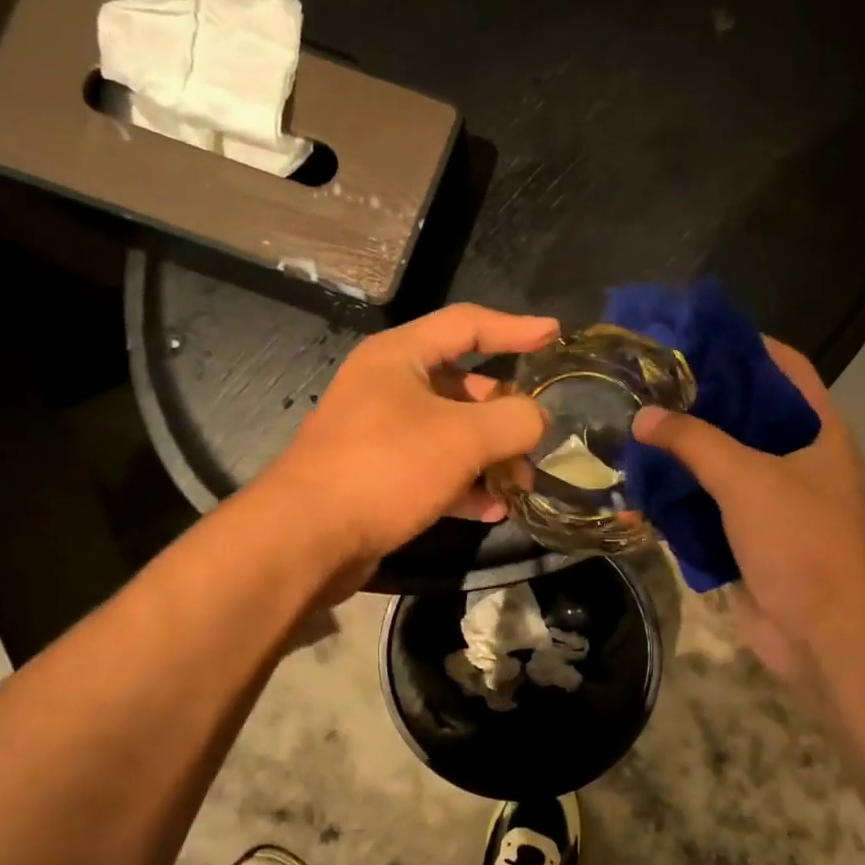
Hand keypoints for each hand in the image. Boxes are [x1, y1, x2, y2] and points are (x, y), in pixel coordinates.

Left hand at [262, 304, 556, 570]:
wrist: (307, 539)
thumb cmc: (386, 467)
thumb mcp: (462, 437)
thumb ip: (514, 420)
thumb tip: (539, 419)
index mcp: (399, 357)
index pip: (467, 325)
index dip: (515, 328)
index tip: (556, 336)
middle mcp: (387, 388)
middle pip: (462, 385)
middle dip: (506, 411)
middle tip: (542, 433)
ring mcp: (380, 435)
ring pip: (450, 433)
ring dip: (490, 455)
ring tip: (524, 482)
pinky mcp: (378, 477)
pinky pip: (433, 471)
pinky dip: (464, 485)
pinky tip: (493, 509)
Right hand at [631, 339, 864, 674]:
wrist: (822, 632)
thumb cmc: (800, 540)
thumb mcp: (746, 478)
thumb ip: (693, 441)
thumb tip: (643, 416)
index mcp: (818, 431)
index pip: (785, 369)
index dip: (746, 346)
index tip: (695, 335)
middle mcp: (798, 459)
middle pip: (746, 415)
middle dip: (700, 401)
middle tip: (648, 382)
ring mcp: (773, 501)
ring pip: (722, 463)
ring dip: (683, 451)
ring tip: (634, 426)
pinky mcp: (748, 536)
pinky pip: (708, 505)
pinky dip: (679, 496)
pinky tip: (640, 484)